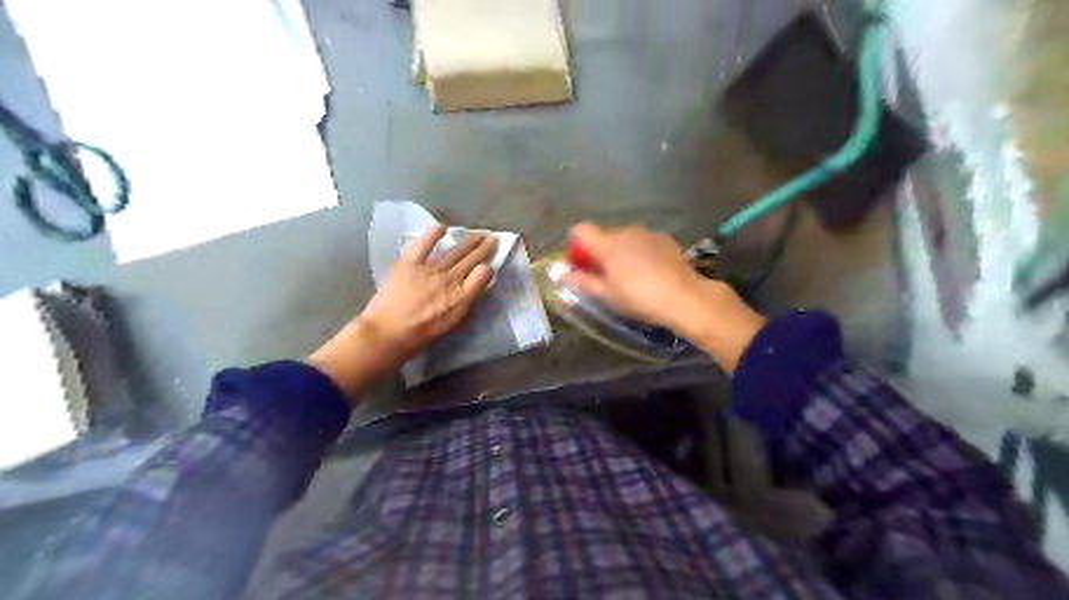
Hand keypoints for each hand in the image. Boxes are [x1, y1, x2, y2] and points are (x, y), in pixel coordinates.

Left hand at [308, 224, 493, 402]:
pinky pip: (424, 245)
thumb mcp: (452, 325)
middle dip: (484, 248)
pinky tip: (443, 227)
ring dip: (468, 241)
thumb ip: (465, 303)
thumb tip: (474, 287)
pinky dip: (433, 234)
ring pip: (454, 251)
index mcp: (461, 299)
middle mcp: (450, 281)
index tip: (490, 263)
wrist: (388, 333)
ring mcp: (430, 270)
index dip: (488, 268)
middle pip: (471, 260)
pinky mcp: (410, 263)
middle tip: (492, 238)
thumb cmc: (421, 335)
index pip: (483, 276)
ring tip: (478, 234)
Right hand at [563, 222, 763, 372]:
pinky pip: (642, 242)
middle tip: (604, 277)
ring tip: (629, 277)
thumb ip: (584, 282)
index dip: (576, 246)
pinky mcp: (665, 239)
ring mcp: (647, 233)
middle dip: (599, 252)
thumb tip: (563, 275)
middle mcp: (626, 232)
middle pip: (603, 235)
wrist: (685, 297)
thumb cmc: (640, 298)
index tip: (580, 266)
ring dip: (620, 252)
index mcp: (608, 244)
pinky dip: (639, 252)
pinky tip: (648, 273)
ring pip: (624, 238)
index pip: (580, 231)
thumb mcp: (608, 295)